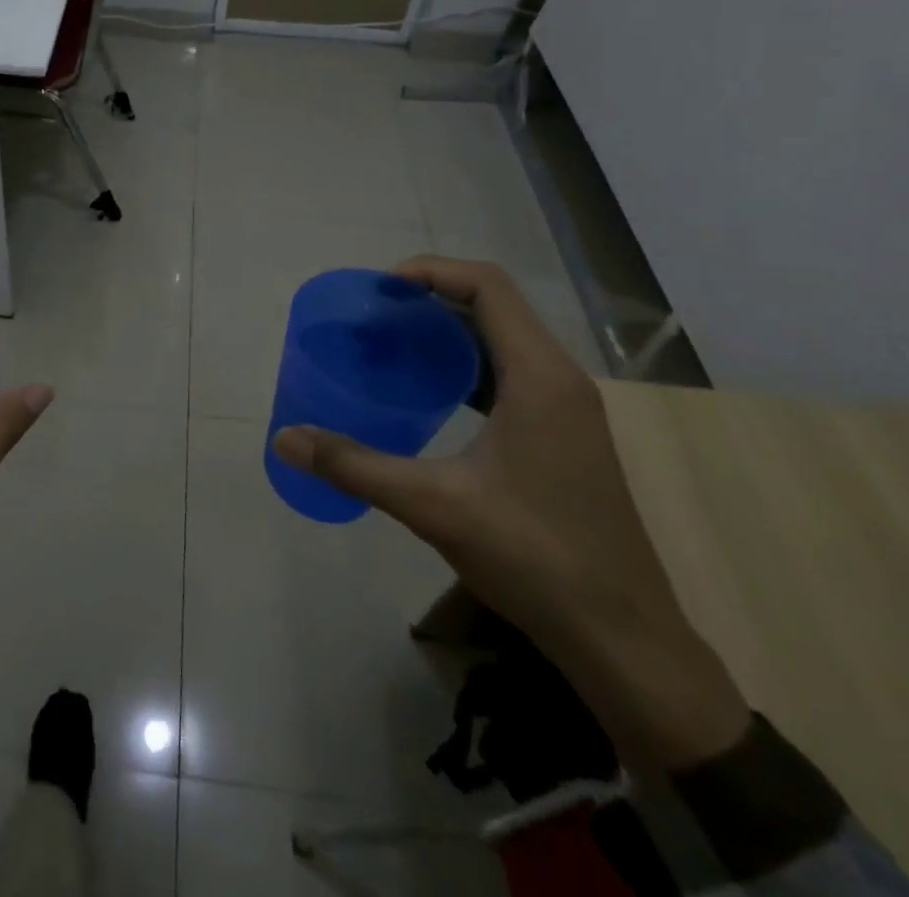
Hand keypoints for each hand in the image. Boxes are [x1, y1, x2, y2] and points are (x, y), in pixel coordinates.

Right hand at [272, 256, 749, 769]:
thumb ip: (354, 465)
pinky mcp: (563, 435)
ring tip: (392, 346)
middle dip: (431, 298)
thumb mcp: (433, 505)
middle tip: (374, 316)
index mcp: (540, 377)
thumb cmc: (534, 557)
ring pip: (503, 341)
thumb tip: (286, 438)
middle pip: (494, 306)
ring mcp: (567, 408)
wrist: (622, 638)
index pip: (488, 287)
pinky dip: (465, 367)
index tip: (380, 288)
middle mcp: (559, 379)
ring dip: (448, 332)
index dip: (432, 271)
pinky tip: (428, 395)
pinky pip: (509, 375)